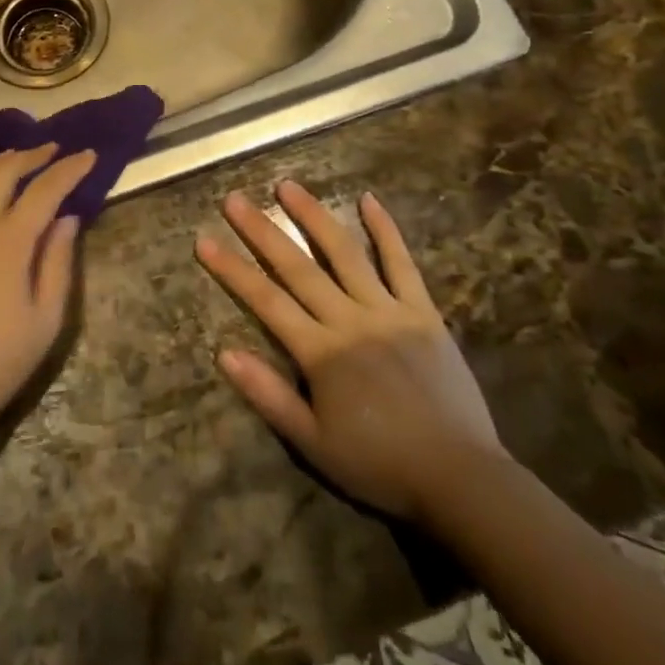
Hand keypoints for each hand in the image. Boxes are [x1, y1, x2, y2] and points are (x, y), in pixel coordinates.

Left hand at [0, 145, 96, 449]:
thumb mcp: (46, 321)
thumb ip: (58, 263)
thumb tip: (67, 218)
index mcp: (7, 244)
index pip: (44, 190)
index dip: (69, 169)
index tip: (88, 155)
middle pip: (0, 170)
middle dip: (30, 154)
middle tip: (51, 151)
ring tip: (5, 162)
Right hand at [197, 181, 505, 522]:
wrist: (460, 477)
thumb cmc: (380, 464)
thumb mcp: (314, 444)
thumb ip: (269, 395)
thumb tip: (224, 353)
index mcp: (322, 353)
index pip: (266, 301)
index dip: (232, 270)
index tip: (204, 240)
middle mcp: (351, 320)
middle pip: (298, 267)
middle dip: (262, 231)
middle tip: (234, 199)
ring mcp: (389, 310)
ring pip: (345, 253)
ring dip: (314, 216)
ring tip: (288, 186)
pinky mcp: (424, 312)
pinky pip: (402, 263)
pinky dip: (386, 230)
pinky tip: (369, 199)